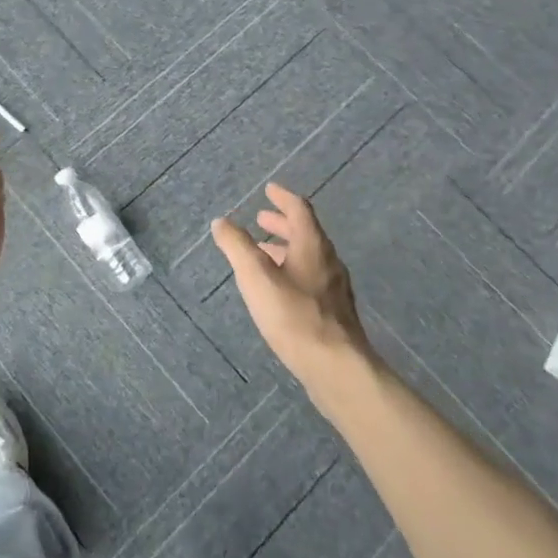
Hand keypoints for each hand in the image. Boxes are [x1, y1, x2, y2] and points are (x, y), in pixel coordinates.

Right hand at [211, 182, 372, 393]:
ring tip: (263, 253)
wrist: (336, 368)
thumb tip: (221, 222)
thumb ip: (237, 247)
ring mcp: (334, 288)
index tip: (269, 190)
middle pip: (306, 233)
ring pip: (308, 257)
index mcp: (312, 246)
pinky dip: (292, 270)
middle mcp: (328, 261)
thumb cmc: (294, 316)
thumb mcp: (256, 277)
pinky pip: (311, 278)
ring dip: (286, 248)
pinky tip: (280, 289)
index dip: (283, 198)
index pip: (299, 210)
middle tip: (261, 219)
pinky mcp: (334, 312)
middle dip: (282, 223)